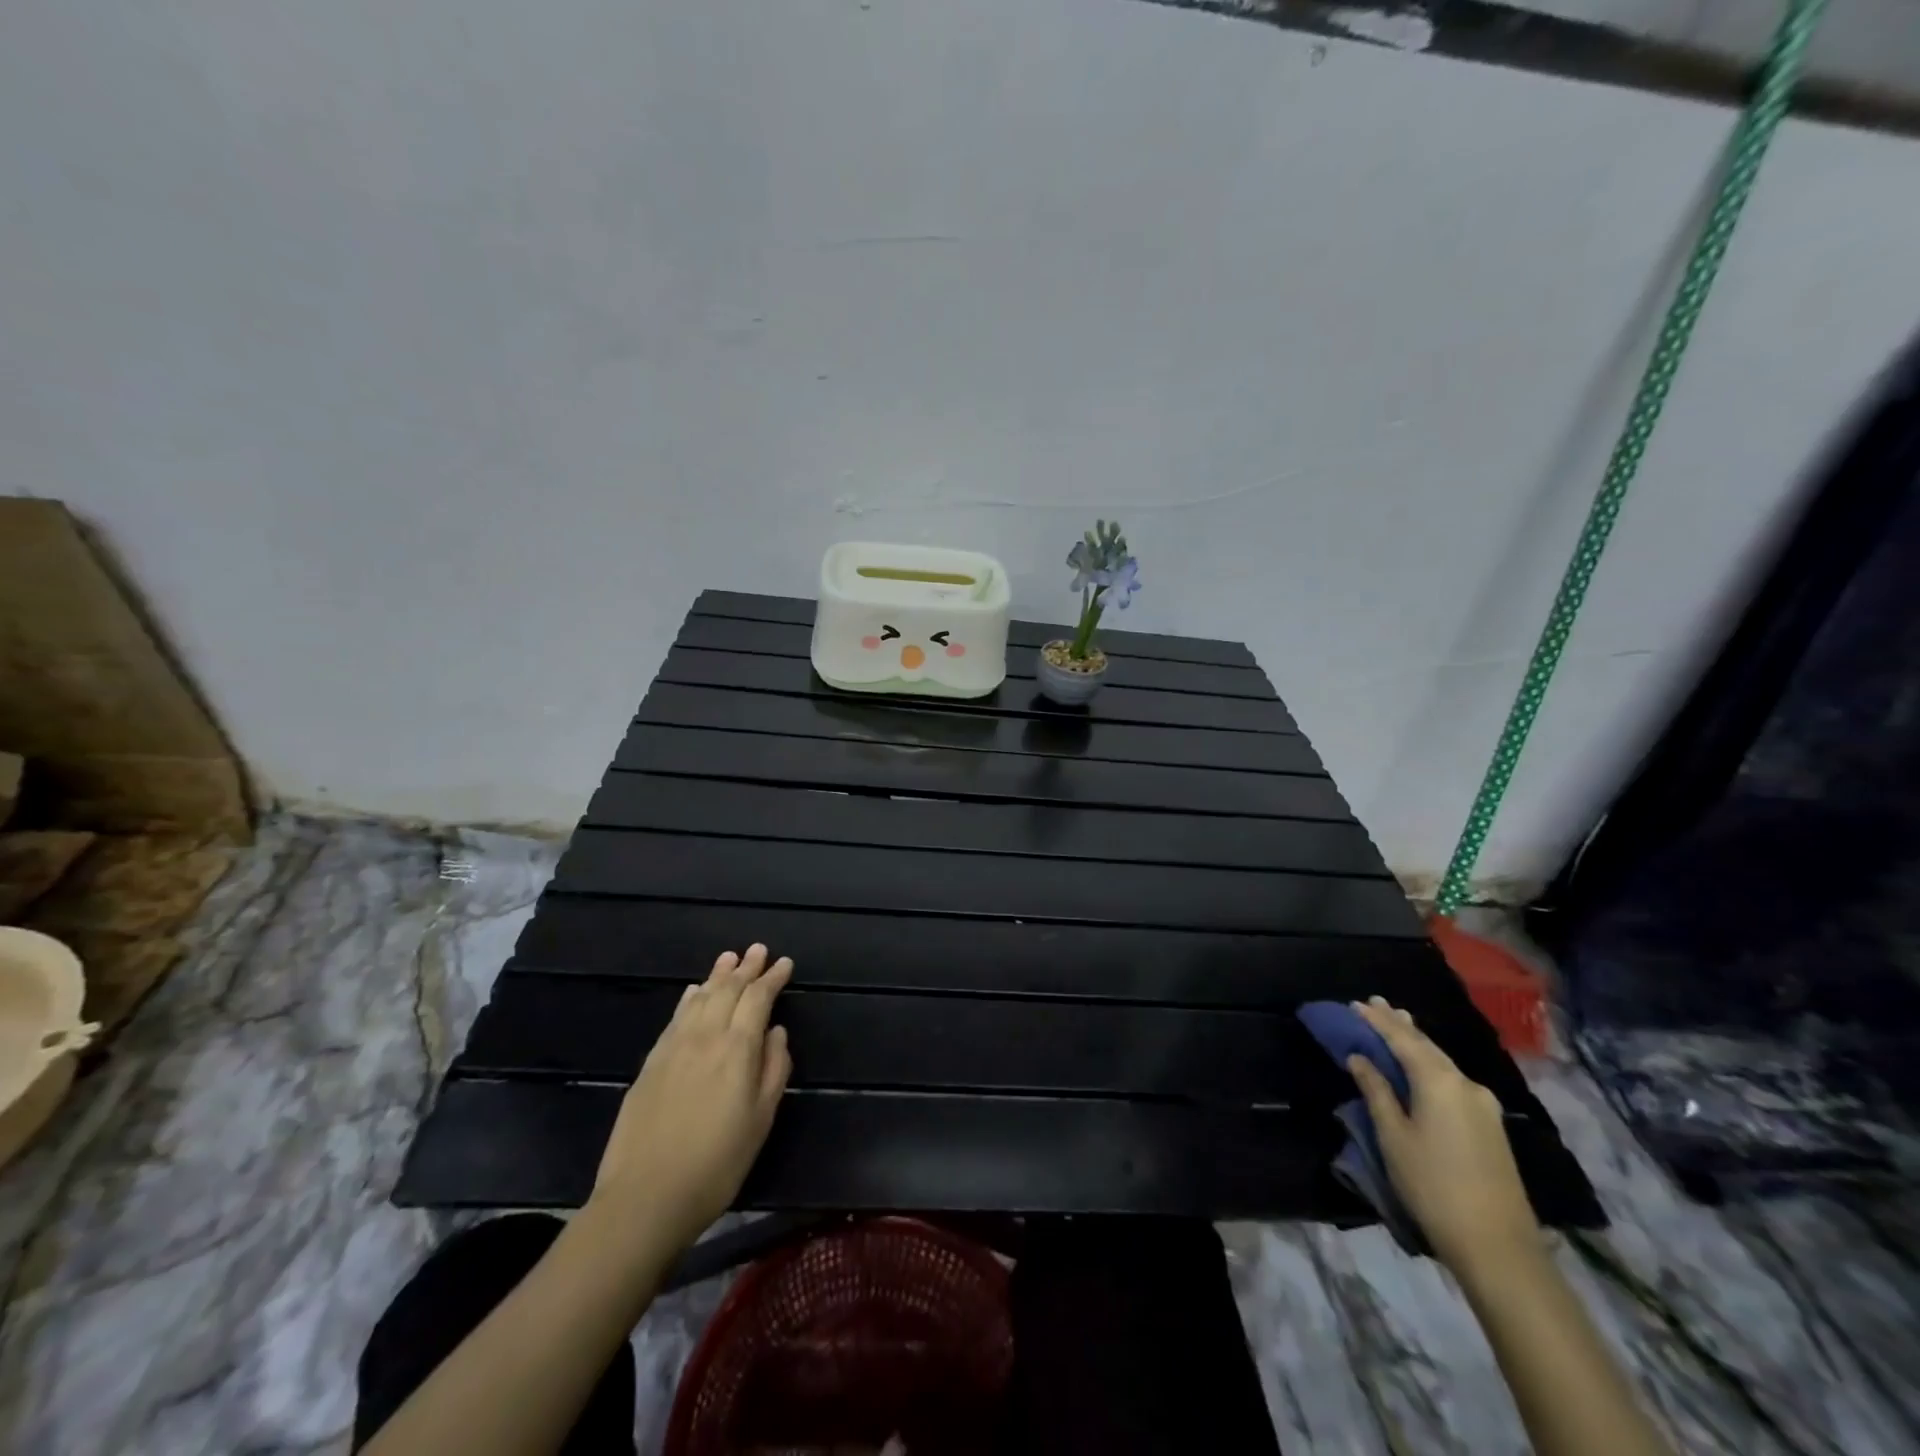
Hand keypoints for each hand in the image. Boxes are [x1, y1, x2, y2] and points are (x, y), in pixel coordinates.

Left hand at [590, 944, 793, 1256]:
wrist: (645, 1197)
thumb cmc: (717, 1164)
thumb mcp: (761, 1120)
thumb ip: (774, 1069)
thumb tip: (776, 1032)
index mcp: (737, 1049)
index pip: (758, 999)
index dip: (772, 978)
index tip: (784, 963)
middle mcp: (705, 1037)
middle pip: (728, 990)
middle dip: (746, 968)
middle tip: (758, 950)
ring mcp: (673, 1047)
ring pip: (700, 998)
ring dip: (717, 975)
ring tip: (729, 958)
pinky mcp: (650, 1063)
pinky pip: (675, 1017)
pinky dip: (689, 998)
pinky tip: (693, 991)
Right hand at [1348, 997, 1540, 1274]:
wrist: (1498, 1246)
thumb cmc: (1433, 1185)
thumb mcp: (1393, 1137)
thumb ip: (1376, 1091)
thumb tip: (1359, 1058)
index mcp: (1439, 1081)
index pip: (1402, 1039)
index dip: (1377, 1021)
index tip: (1357, 1003)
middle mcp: (1466, 1084)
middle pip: (1427, 1046)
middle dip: (1400, 1025)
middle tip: (1376, 1004)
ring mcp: (1484, 1106)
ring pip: (1443, 1063)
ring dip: (1418, 1044)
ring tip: (1399, 1024)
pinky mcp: (1491, 1126)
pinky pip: (1454, 1081)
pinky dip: (1432, 1065)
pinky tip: (1423, 1066)